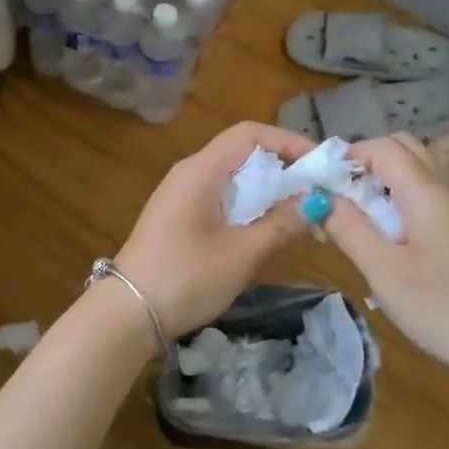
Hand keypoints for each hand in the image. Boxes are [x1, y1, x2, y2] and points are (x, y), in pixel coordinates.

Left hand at [115, 122, 314, 338]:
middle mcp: (189, 174)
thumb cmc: (186, 278)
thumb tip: (317, 202)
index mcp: (200, 171)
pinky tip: (267, 228)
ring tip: (301, 212)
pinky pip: (221, 198)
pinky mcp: (179, 218)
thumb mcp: (242, 254)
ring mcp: (181, 196)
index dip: (288, 142)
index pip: (250, 134)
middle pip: (243, 153)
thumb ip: (283, 224)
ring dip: (268, 190)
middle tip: (317, 192)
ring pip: (233, 178)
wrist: (128, 314)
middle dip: (283, 168)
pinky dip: (249, 205)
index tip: (320, 166)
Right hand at [320, 133, 448, 367]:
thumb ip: (347, 227)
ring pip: (412, 170)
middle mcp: (444, 186)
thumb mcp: (382, 269)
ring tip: (354, 220)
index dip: (346, 158)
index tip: (319, 188)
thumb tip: (317, 198)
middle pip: (400, 148)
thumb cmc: (439, 305)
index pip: (381, 146)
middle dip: (363, 164)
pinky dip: (396, 199)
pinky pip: (422, 193)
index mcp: (425, 189)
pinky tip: (383, 237)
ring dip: (379, 183)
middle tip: (337, 200)